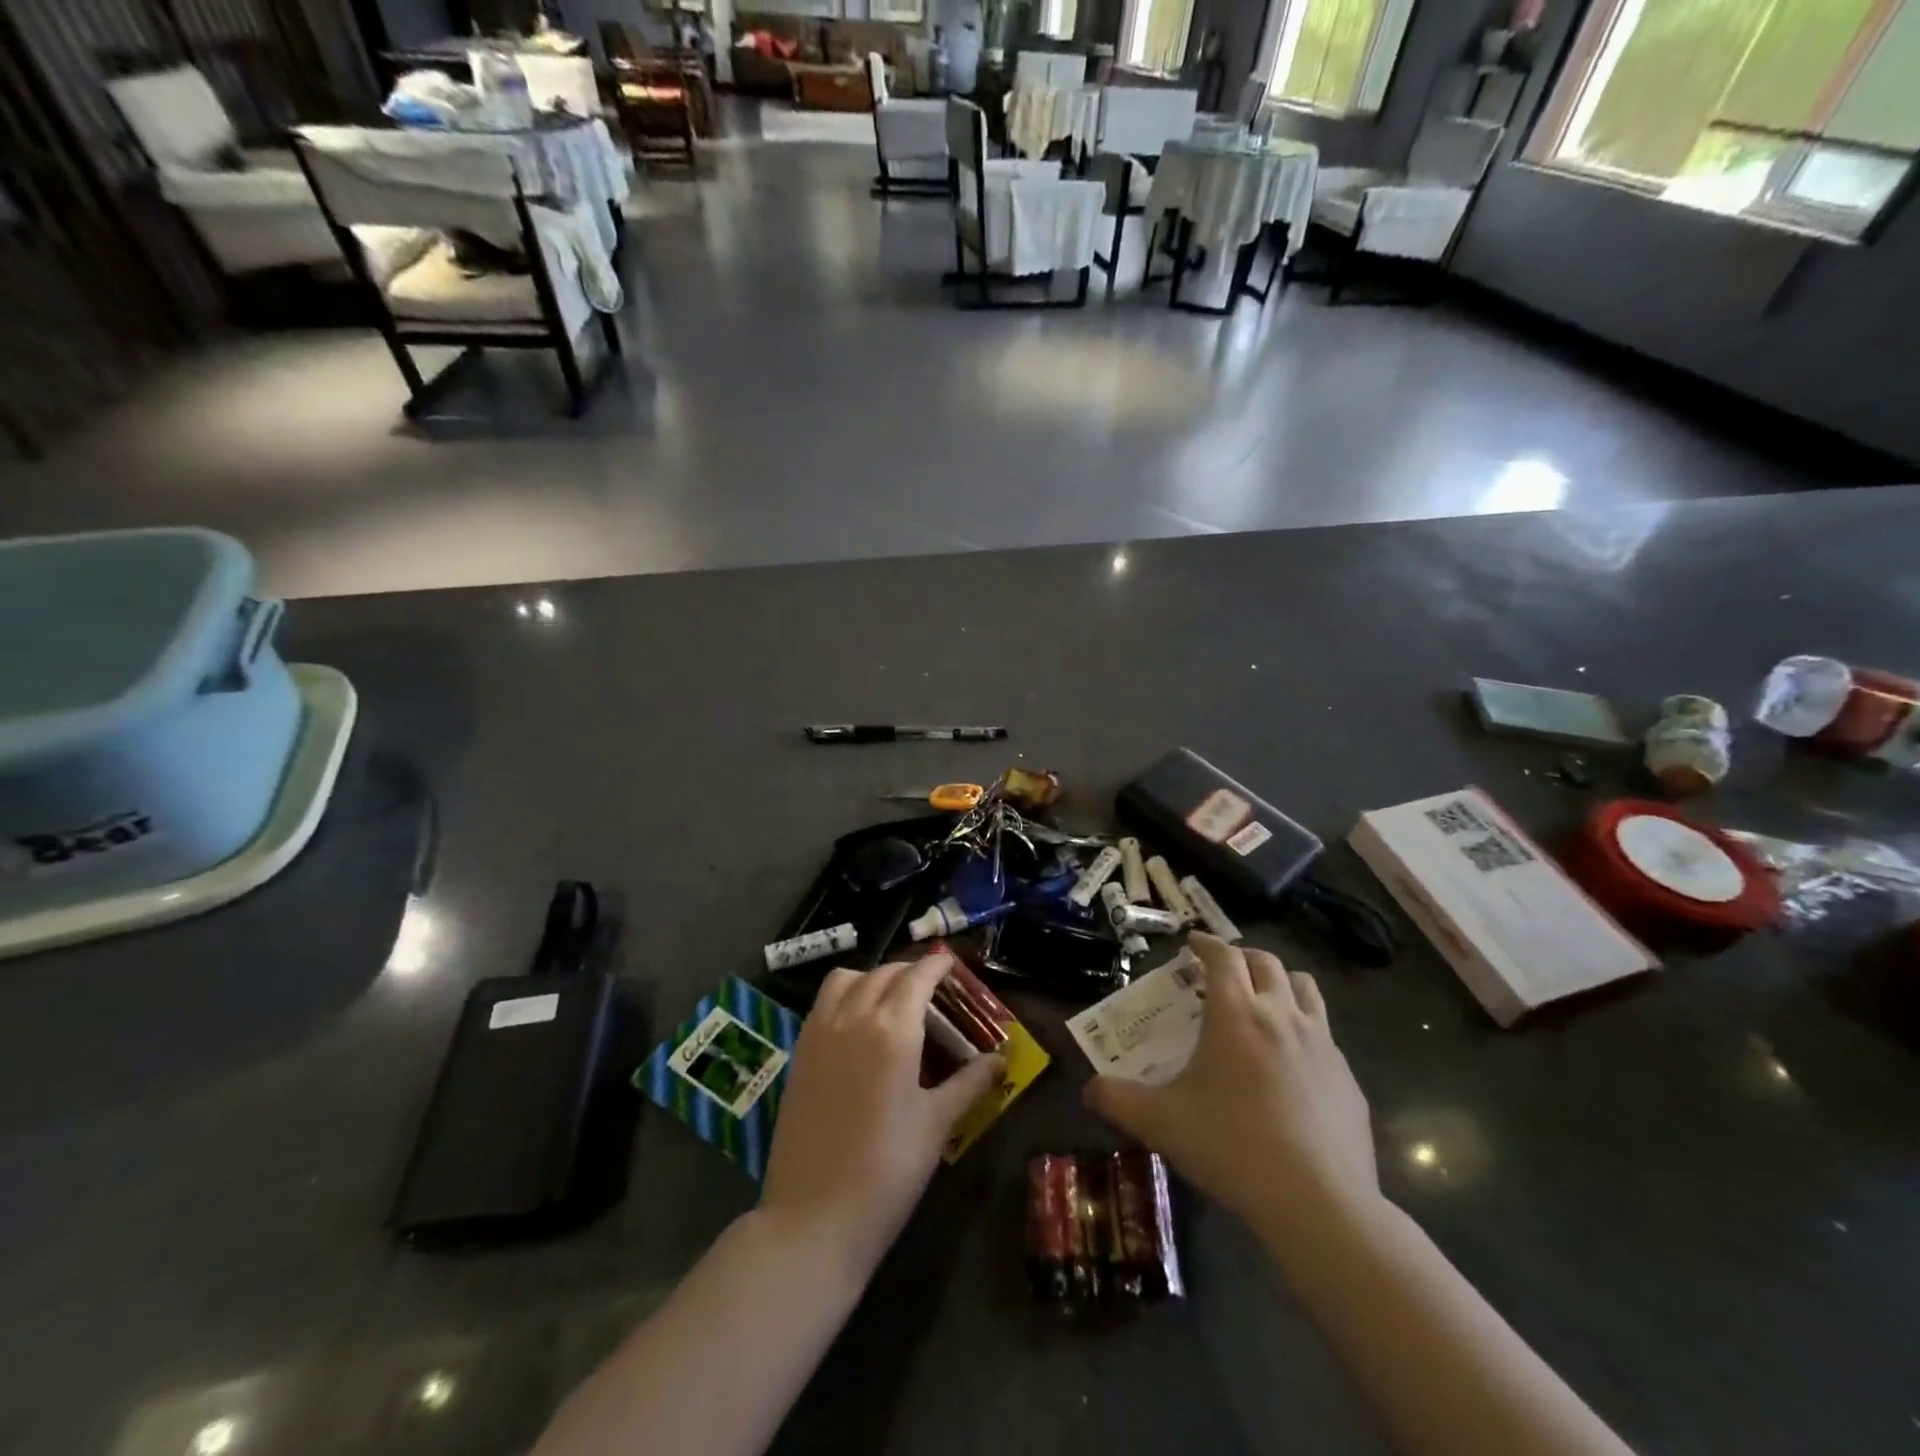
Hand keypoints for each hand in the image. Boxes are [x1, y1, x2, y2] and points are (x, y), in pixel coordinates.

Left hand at [759, 952, 1003, 1277]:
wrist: (814, 1217)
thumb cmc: (888, 1170)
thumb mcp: (937, 1123)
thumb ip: (970, 1082)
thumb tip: (1001, 1059)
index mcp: (892, 1028)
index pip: (917, 976)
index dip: (936, 963)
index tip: (951, 962)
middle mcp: (853, 1016)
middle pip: (883, 973)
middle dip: (909, 970)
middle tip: (930, 987)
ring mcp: (819, 1032)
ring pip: (846, 979)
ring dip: (871, 977)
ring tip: (891, 1000)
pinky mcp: (799, 1053)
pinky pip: (823, 1004)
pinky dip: (844, 996)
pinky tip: (858, 1026)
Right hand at [1084, 933, 1379, 1243]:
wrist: (1319, 1204)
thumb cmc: (1231, 1147)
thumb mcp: (1160, 1122)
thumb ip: (1118, 1100)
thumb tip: (1089, 1089)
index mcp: (1236, 1013)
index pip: (1223, 956)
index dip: (1206, 943)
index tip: (1193, 943)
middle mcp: (1282, 1015)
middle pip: (1266, 963)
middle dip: (1242, 957)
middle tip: (1223, 971)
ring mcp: (1323, 1045)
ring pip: (1305, 989)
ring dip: (1281, 983)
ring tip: (1264, 1001)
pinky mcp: (1348, 1078)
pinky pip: (1326, 1036)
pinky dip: (1305, 1031)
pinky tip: (1293, 1066)